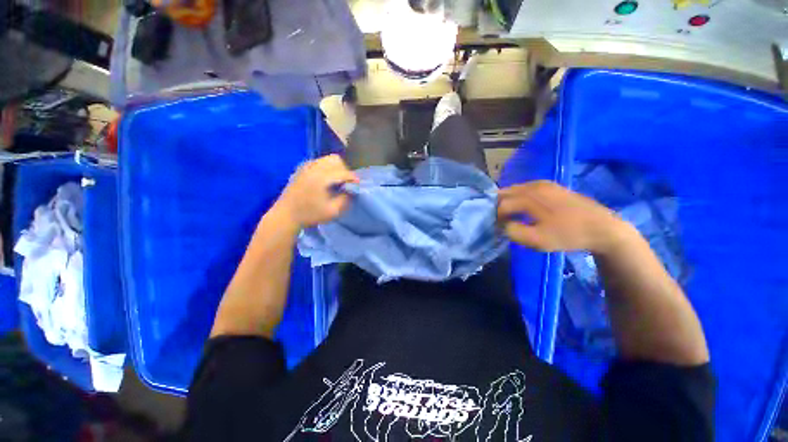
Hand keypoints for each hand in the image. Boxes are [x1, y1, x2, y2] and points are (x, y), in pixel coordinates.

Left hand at [274, 154, 358, 228]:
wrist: (286, 215)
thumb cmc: (310, 214)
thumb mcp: (332, 211)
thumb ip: (345, 199)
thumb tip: (351, 190)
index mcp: (321, 177)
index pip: (343, 172)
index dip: (353, 178)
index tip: (358, 185)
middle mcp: (313, 168)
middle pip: (335, 160)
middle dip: (344, 169)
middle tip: (346, 182)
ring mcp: (306, 167)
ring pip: (327, 159)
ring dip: (336, 168)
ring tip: (337, 181)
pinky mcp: (302, 169)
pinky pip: (319, 162)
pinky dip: (327, 167)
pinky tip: (326, 179)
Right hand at [497, 180, 631, 253]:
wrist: (602, 228)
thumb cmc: (568, 235)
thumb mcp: (538, 241)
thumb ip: (513, 232)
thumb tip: (504, 225)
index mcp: (529, 197)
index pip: (501, 205)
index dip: (496, 218)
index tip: (499, 229)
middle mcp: (534, 185)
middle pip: (505, 193)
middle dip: (498, 206)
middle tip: (501, 220)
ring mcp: (543, 183)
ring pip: (514, 189)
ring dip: (507, 201)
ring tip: (510, 215)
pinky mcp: (551, 186)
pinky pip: (525, 188)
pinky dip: (518, 197)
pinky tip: (523, 207)